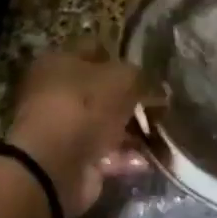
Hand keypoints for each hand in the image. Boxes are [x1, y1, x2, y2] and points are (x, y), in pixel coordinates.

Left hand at [3, 43, 151, 217]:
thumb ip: (142, 78)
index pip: (96, 50)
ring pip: (107, 124)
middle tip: (161, 105)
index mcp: (59, 62)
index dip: (123, 58)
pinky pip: (107, 154)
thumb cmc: (84, 108)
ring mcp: (64, 129)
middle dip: (132, 99)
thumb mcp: (123, 79)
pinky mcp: (73, 160)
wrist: (53, 168)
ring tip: (163, 135)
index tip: (150, 70)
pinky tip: (150, 159)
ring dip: (134, 131)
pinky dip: (127, 156)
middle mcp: (57, 92)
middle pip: (102, 91)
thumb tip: (155, 87)